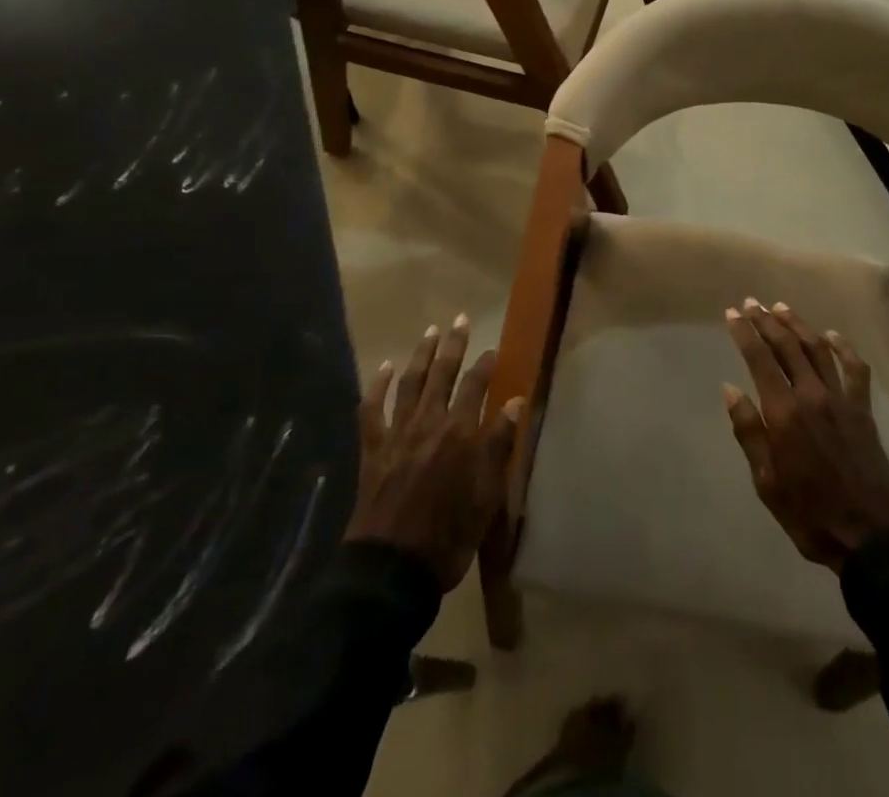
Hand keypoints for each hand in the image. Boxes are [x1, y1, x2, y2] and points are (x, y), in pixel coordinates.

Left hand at [344, 315, 520, 590]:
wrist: (392, 570)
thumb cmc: (449, 536)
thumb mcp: (488, 496)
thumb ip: (500, 444)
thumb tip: (516, 402)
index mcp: (461, 432)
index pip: (477, 385)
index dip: (486, 365)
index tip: (493, 350)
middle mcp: (430, 422)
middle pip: (443, 373)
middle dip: (454, 345)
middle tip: (460, 320)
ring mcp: (398, 433)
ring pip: (411, 383)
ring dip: (421, 355)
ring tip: (430, 332)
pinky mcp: (373, 448)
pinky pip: (372, 409)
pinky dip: (379, 385)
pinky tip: (386, 367)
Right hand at [722, 298, 888, 569]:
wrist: (871, 535)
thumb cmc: (809, 513)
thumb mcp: (767, 482)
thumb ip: (749, 432)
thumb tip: (730, 390)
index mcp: (784, 412)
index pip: (759, 359)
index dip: (744, 333)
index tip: (732, 314)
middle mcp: (812, 394)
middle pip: (787, 345)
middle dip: (766, 321)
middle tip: (751, 303)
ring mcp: (841, 398)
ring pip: (817, 348)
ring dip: (798, 324)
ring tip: (781, 308)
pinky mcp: (863, 408)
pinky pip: (854, 368)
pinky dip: (843, 347)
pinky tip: (832, 336)